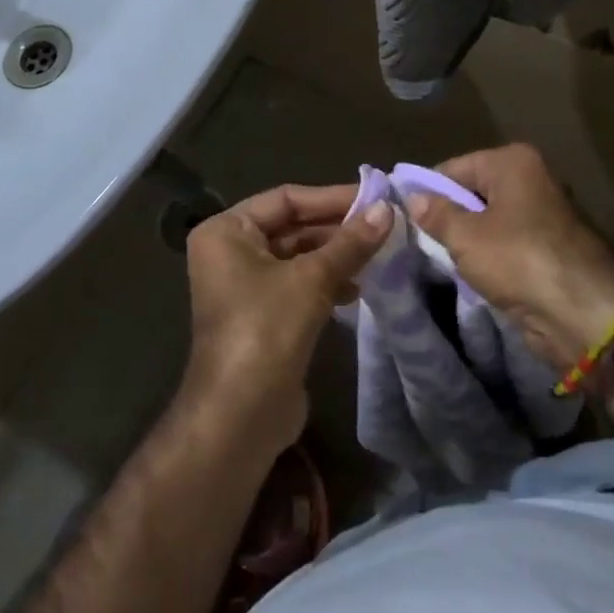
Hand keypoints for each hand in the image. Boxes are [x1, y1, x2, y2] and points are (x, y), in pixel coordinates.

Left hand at [183, 183, 392, 457]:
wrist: (240, 415)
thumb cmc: (266, 329)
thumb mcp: (312, 279)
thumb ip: (350, 243)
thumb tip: (387, 209)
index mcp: (226, 231)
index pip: (285, 199)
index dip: (331, 198)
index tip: (375, 198)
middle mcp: (230, 252)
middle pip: (292, 227)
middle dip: (338, 228)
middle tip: (385, 225)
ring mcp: (245, 286)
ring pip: (299, 257)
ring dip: (337, 256)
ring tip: (380, 254)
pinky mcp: (263, 316)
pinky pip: (299, 285)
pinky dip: (328, 282)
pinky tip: (359, 288)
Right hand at [406, 144, 613, 370]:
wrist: (581, 312)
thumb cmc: (519, 260)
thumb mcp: (466, 237)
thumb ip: (436, 214)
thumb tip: (412, 197)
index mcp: (512, 162)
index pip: (452, 168)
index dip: (426, 192)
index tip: (402, 218)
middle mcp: (529, 179)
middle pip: (471, 192)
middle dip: (447, 216)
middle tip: (416, 241)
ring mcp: (540, 213)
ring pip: (487, 220)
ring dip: (465, 239)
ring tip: (436, 258)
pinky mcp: (545, 245)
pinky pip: (503, 242)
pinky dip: (486, 255)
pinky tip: (466, 272)